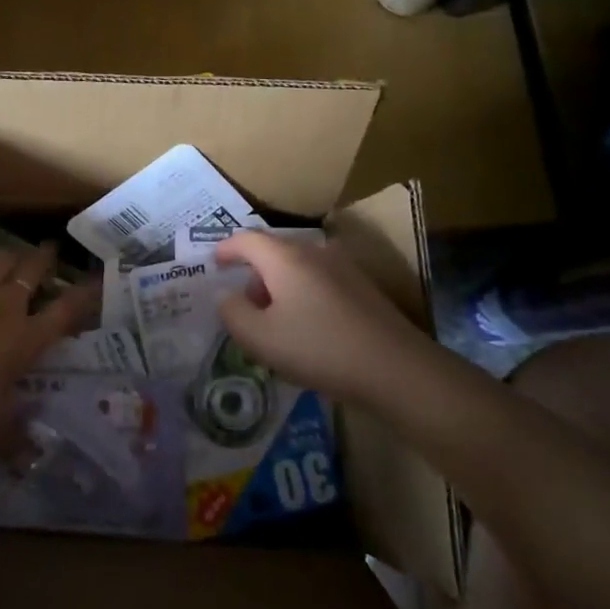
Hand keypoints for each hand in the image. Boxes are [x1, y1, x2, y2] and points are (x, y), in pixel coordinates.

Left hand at [0, 242, 98, 468]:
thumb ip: (17, 440)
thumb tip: (32, 459)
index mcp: (27, 339)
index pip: (66, 311)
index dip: (84, 294)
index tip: (96, 280)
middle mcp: (3, 309)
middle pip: (31, 272)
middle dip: (44, 258)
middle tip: (50, 249)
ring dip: (6, 256)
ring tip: (11, 255)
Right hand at [215, 230, 431, 401]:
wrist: (395, 368)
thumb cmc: (319, 349)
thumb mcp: (260, 338)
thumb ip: (232, 313)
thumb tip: (226, 295)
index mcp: (285, 257)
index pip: (246, 239)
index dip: (225, 249)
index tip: (213, 263)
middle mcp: (314, 251)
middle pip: (274, 252)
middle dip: (254, 274)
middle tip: (245, 307)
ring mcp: (343, 267)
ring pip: (298, 267)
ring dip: (280, 286)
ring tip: (276, 322)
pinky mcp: (363, 286)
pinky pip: (320, 280)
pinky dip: (303, 294)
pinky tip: (308, 328)